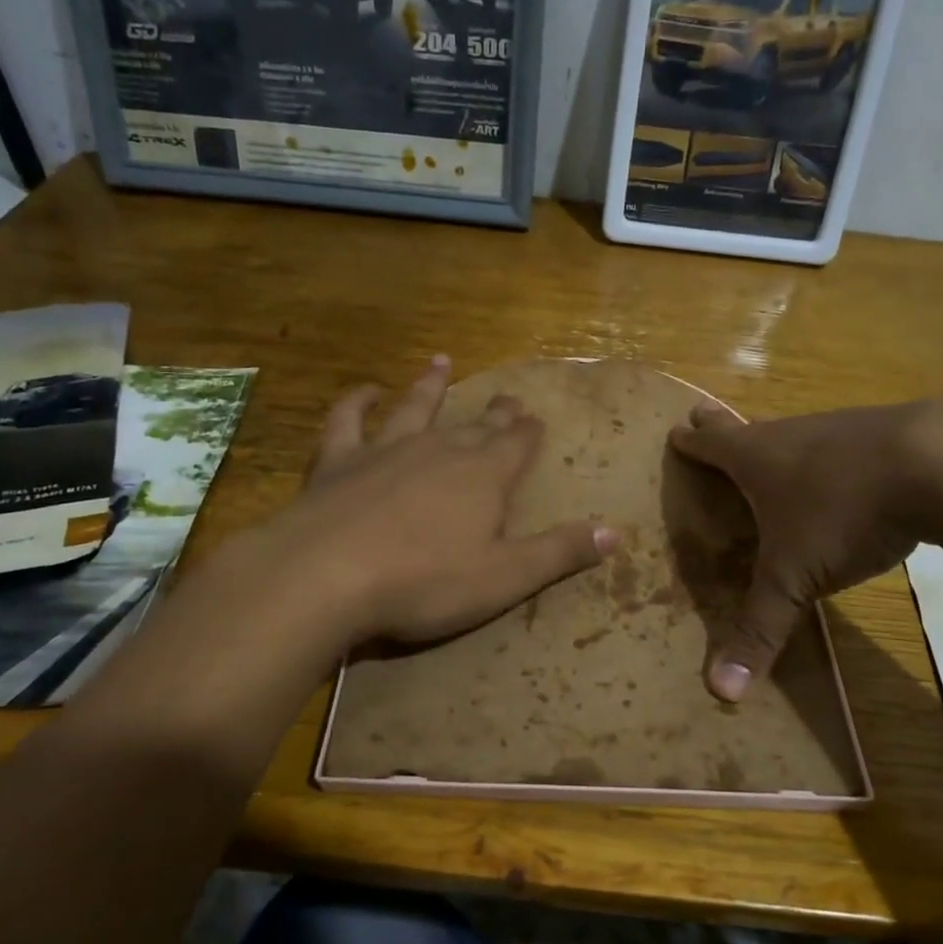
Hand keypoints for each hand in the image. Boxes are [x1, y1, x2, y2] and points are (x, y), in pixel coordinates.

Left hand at [277, 355, 613, 644]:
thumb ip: (559, 552)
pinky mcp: (339, 460)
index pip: (516, 445)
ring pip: (417, 407)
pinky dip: (357, 401)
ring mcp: (386, 449)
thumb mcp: (505, 577)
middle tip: (509, 397)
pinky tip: (365, 390)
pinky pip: (349, 420)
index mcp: (484, 476)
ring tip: (441, 361)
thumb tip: (615, 534)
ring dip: (431, 385)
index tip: (535, 418)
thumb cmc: (425, 581)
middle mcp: (440, 450)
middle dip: (496, 413)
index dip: (528, 433)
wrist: (327, 575)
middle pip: (475, 425)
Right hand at [668, 400, 942, 699]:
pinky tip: (847, 473)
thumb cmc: (844, 512)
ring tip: (773, 453)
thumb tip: (720, 693)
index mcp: (756, 458)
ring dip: (778, 442)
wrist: (942, 462)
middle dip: (722, 426)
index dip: (689, 441)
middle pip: (748, 427)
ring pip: (796, 432)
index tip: (676, 431)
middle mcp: (791, 434)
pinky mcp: (887, 434)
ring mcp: (841, 428)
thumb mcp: (795, 577)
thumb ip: (760, 630)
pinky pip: (843, 444)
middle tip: (704, 415)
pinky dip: (831, 455)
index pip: (710, 444)